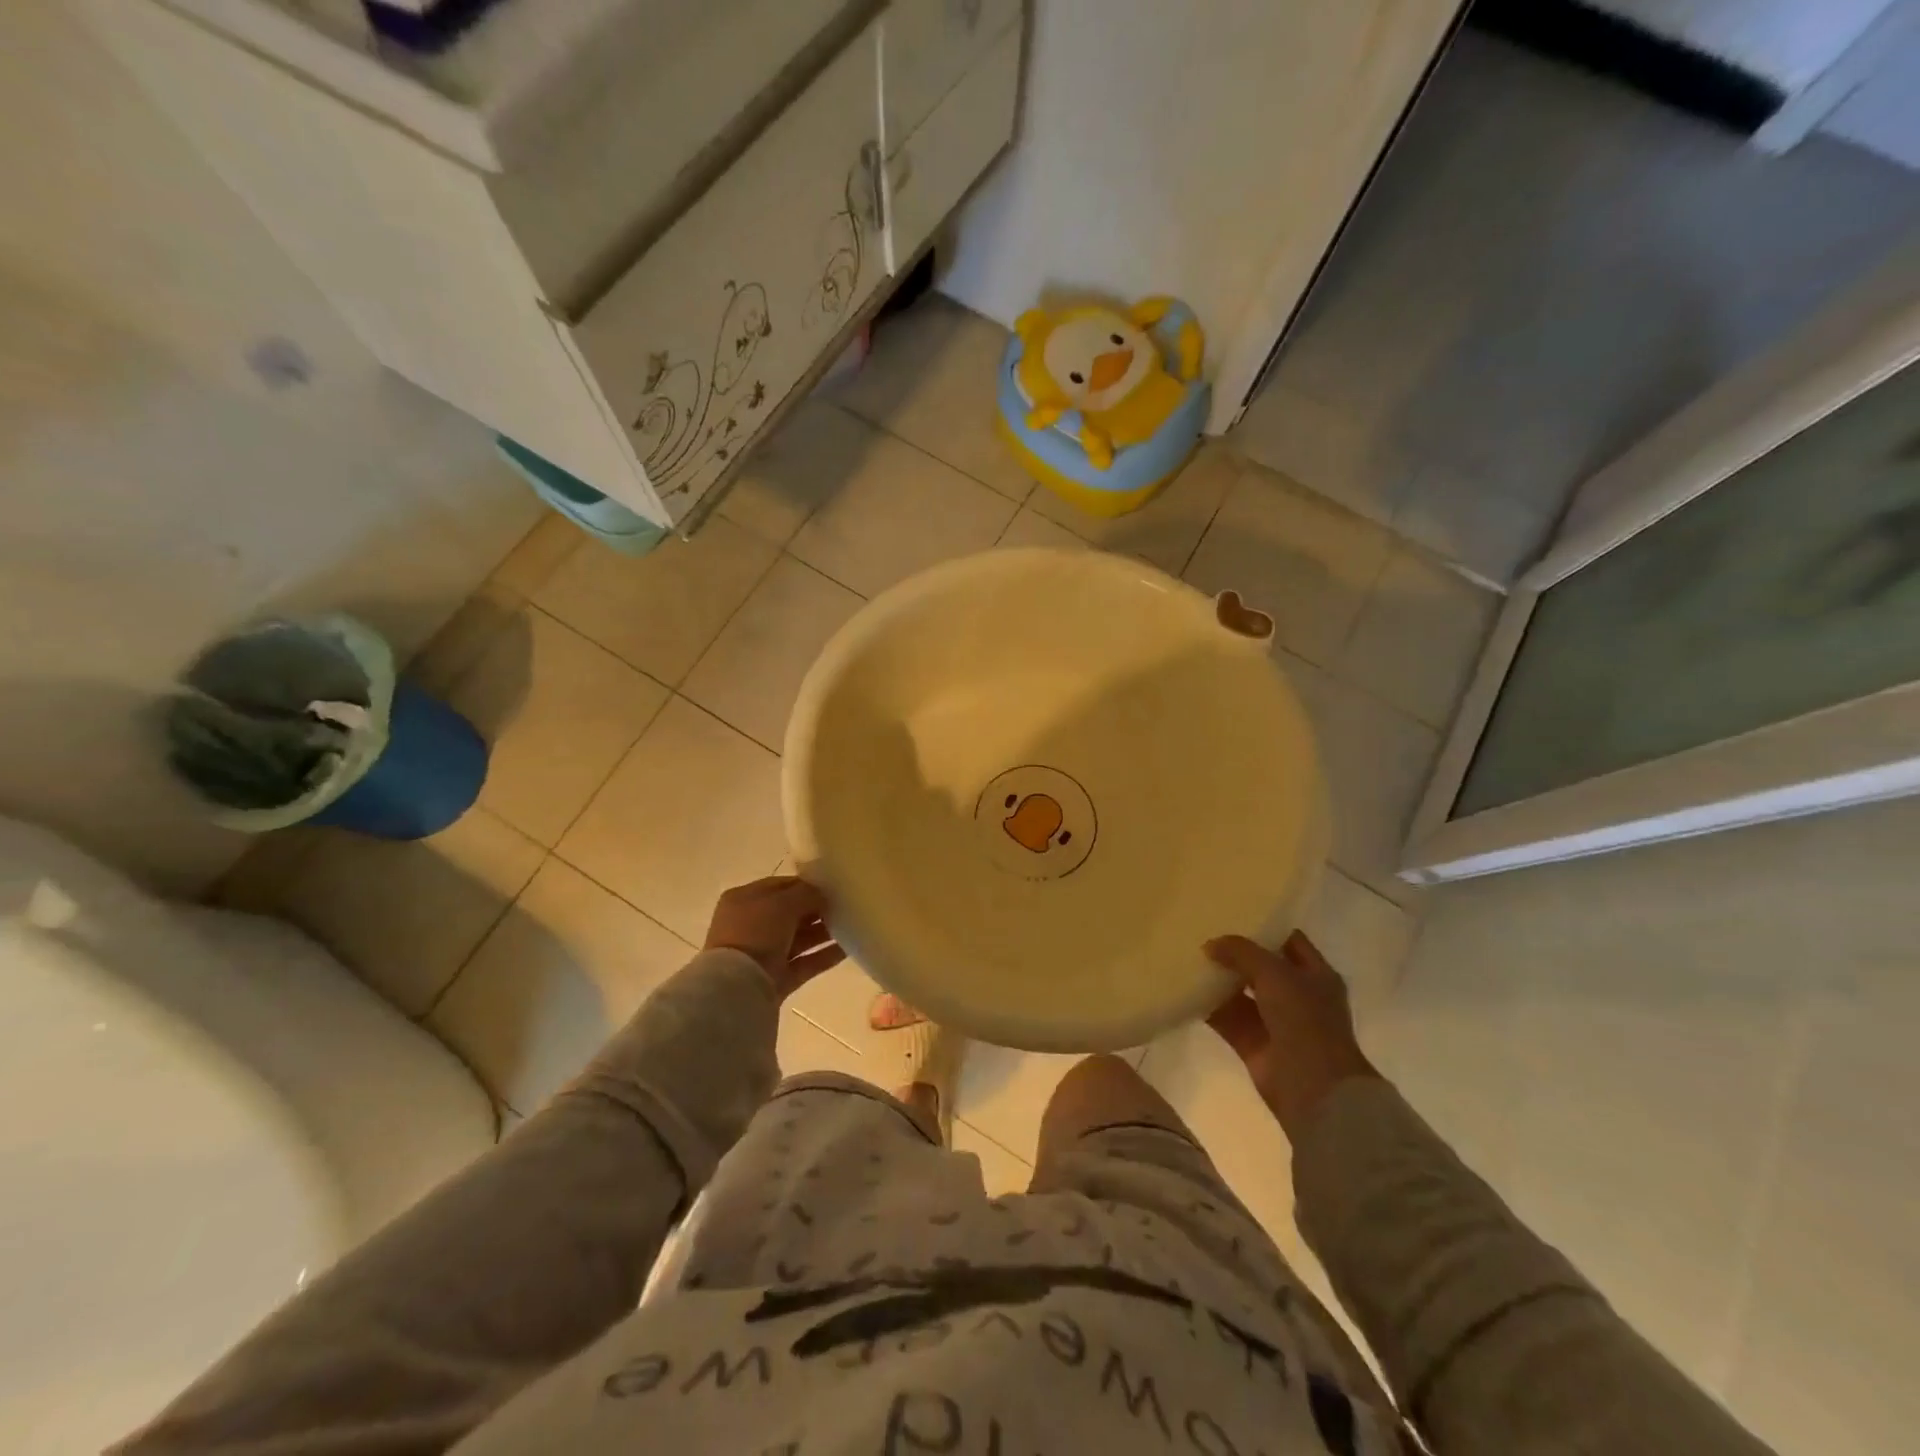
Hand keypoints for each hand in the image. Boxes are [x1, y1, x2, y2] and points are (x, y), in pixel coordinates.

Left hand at [704, 876, 845, 1000]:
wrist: (737, 988)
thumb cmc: (755, 933)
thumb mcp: (782, 903)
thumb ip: (806, 894)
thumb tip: (822, 894)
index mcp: (744, 900)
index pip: (780, 886)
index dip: (806, 885)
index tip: (833, 885)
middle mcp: (751, 926)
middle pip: (791, 913)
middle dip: (818, 909)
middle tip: (847, 905)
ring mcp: (763, 955)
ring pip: (800, 938)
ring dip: (824, 932)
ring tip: (853, 925)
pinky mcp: (776, 979)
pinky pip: (805, 962)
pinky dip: (825, 955)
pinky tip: (849, 948)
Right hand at [1205, 931, 1379, 1137]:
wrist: (1312, 1087)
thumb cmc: (1304, 1020)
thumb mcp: (1275, 973)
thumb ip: (1242, 952)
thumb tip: (1210, 945)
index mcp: (1316, 975)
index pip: (1289, 941)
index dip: (1264, 927)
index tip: (1233, 912)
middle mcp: (1297, 996)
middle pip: (1261, 967)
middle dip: (1234, 953)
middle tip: (1202, 932)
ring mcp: (1274, 1021)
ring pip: (1241, 993)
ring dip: (1218, 979)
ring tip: (1187, 956)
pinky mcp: (1253, 1044)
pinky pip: (1226, 1018)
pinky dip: (1207, 1007)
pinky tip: (1184, 990)